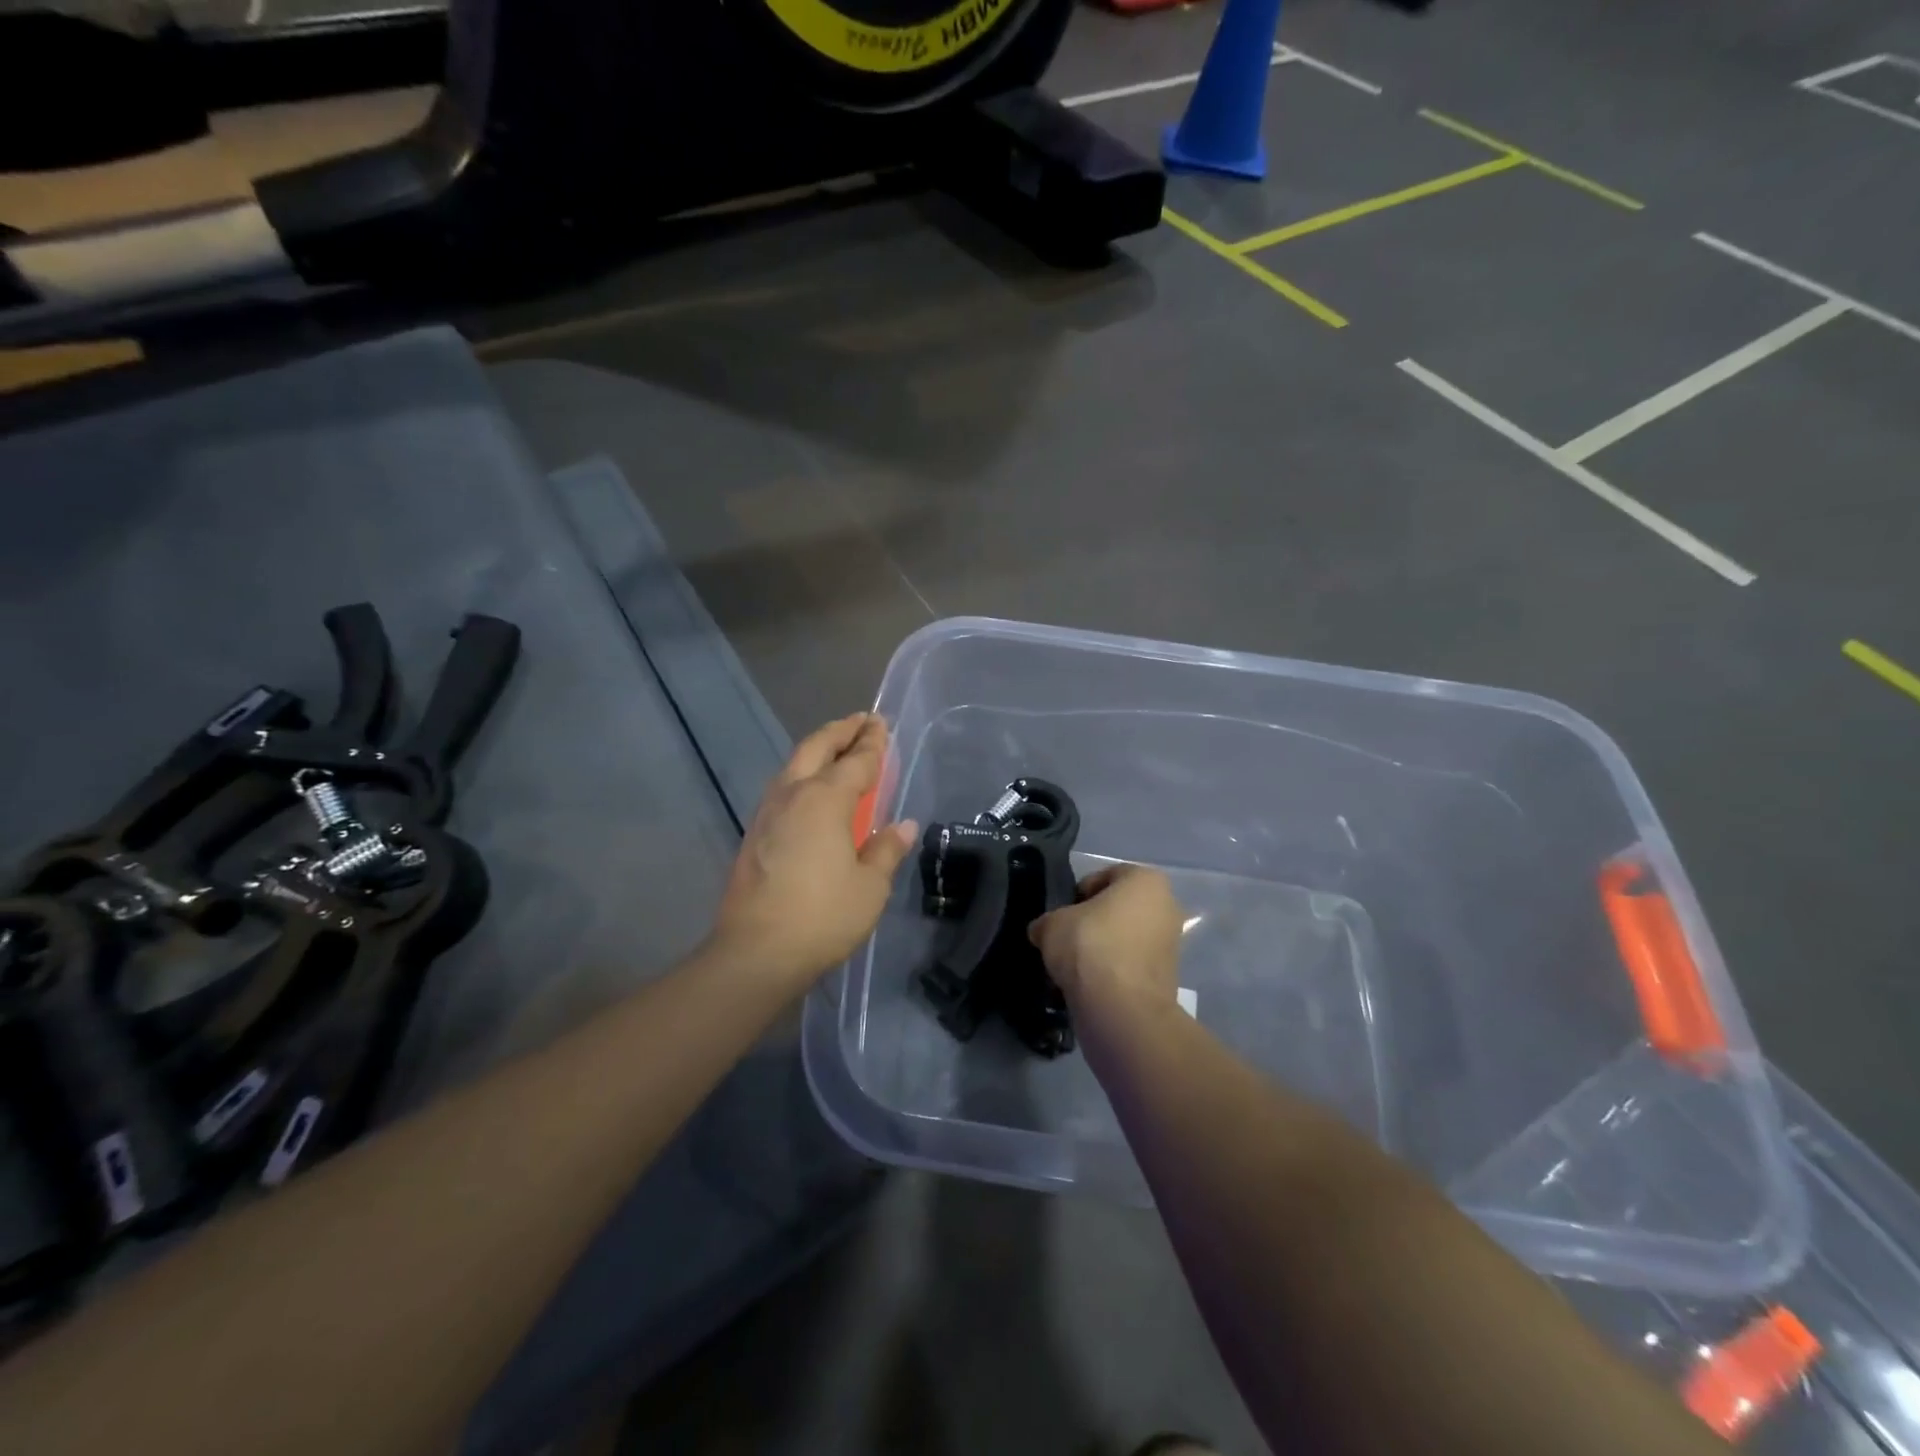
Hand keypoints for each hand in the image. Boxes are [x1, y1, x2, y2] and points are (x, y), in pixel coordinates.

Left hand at [714, 714, 918, 987]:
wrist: (756, 953)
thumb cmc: (823, 916)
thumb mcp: (870, 887)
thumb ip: (886, 849)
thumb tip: (902, 825)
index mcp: (825, 799)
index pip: (856, 761)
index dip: (873, 742)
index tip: (883, 724)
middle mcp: (793, 795)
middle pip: (817, 748)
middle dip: (841, 731)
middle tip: (862, 722)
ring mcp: (767, 813)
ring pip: (794, 765)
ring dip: (818, 750)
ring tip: (838, 749)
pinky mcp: (754, 833)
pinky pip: (783, 787)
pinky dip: (803, 774)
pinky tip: (811, 791)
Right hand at [1028, 864, 1182, 1012]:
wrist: (1121, 1010)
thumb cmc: (1090, 947)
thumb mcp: (1052, 924)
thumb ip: (1048, 921)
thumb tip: (1043, 931)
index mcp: (1146, 881)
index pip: (1103, 877)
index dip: (1076, 895)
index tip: (1060, 915)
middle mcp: (1166, 907)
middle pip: (1116, 909)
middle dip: (1090, 923)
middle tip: (1064, 940)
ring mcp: (1170, 945)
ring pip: (1122, 939)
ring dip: (1099, 950)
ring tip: (1071, 967)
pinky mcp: (1165, 979)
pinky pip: (1128, 966)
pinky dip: (1109, 973)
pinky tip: (1085, 986)